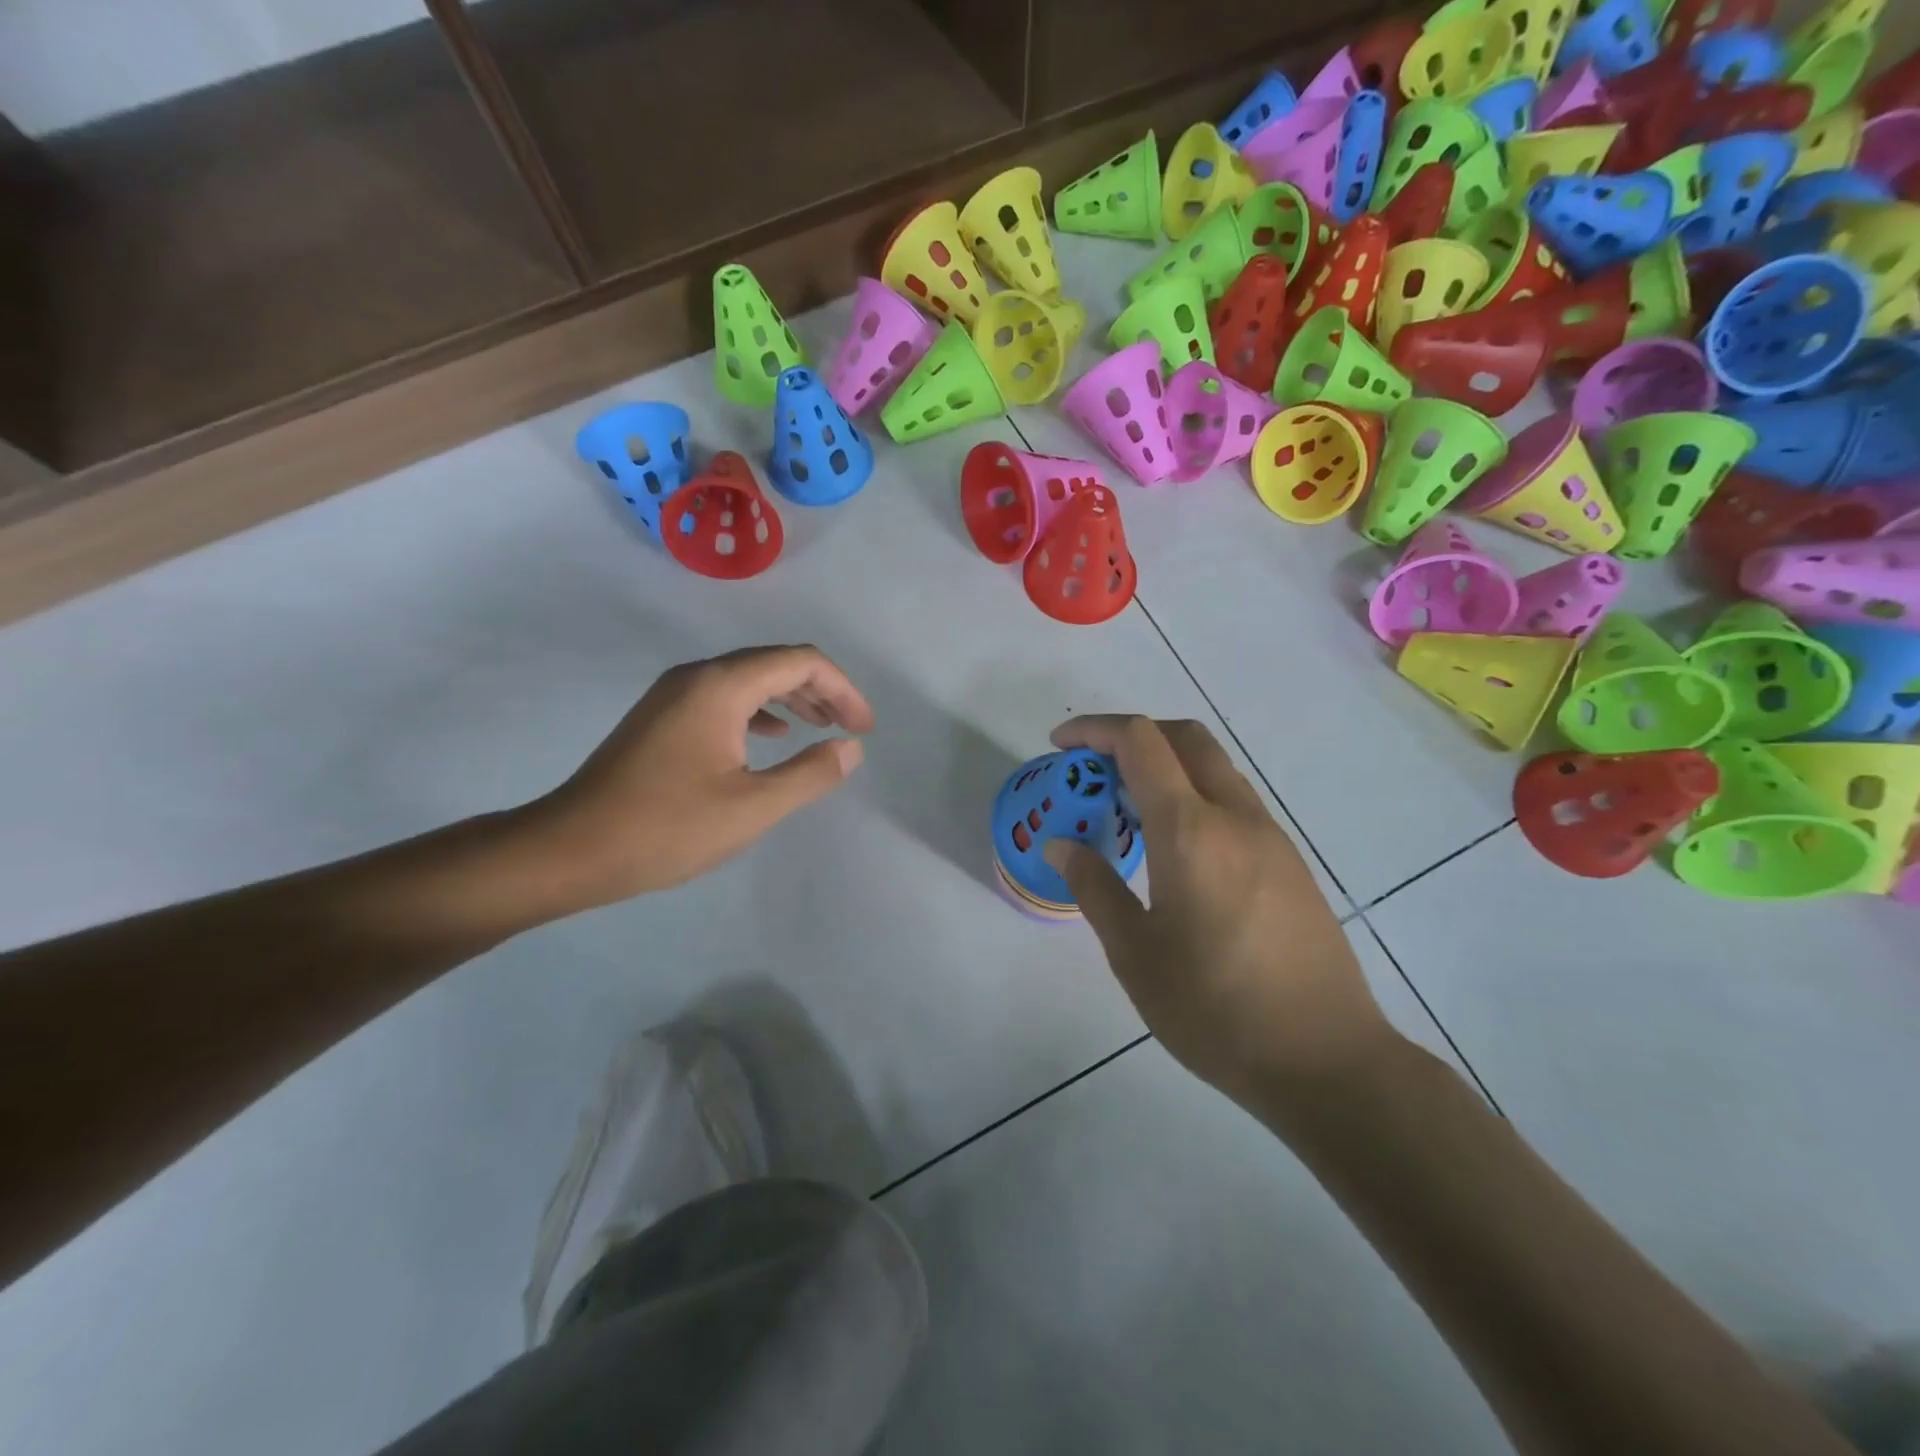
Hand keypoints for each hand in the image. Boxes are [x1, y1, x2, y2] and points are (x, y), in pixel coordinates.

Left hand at [526, 645, 872, 904]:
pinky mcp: (661, 717)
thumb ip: (809, 774)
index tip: (863, 729)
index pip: (801, 662)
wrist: (571, 848)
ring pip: (748, 679)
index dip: (842, 690)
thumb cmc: (667, 828)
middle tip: (850, 729)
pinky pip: (724, 698)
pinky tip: (771, 738)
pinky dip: (759, 711)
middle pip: (775, 663)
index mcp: (721, 686)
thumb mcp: (752, 807)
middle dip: (821, 692)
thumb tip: (850, 748)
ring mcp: (674, 694)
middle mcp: (697, 676)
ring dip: (791, 700)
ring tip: (821, 729)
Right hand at [1045, 716, 1397, 1103]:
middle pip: (1184, 737)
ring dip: (1166, 764)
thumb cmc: (1215, 1009)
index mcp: (1190, 831)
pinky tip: (1175, 848)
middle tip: (1093, 770)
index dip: (1095, 730)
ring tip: (1127, 809)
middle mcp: (1235, 817)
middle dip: (1132, 735)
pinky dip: (1194, 794)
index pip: (1140, 742)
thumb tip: (1061, 845)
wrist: (1326, 1059)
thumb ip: (1095, 888)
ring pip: (1214, 767)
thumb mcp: (1135, 954)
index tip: (1060, 746)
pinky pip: (1234, 801)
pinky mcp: (1291, 862)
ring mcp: (1271, 836)